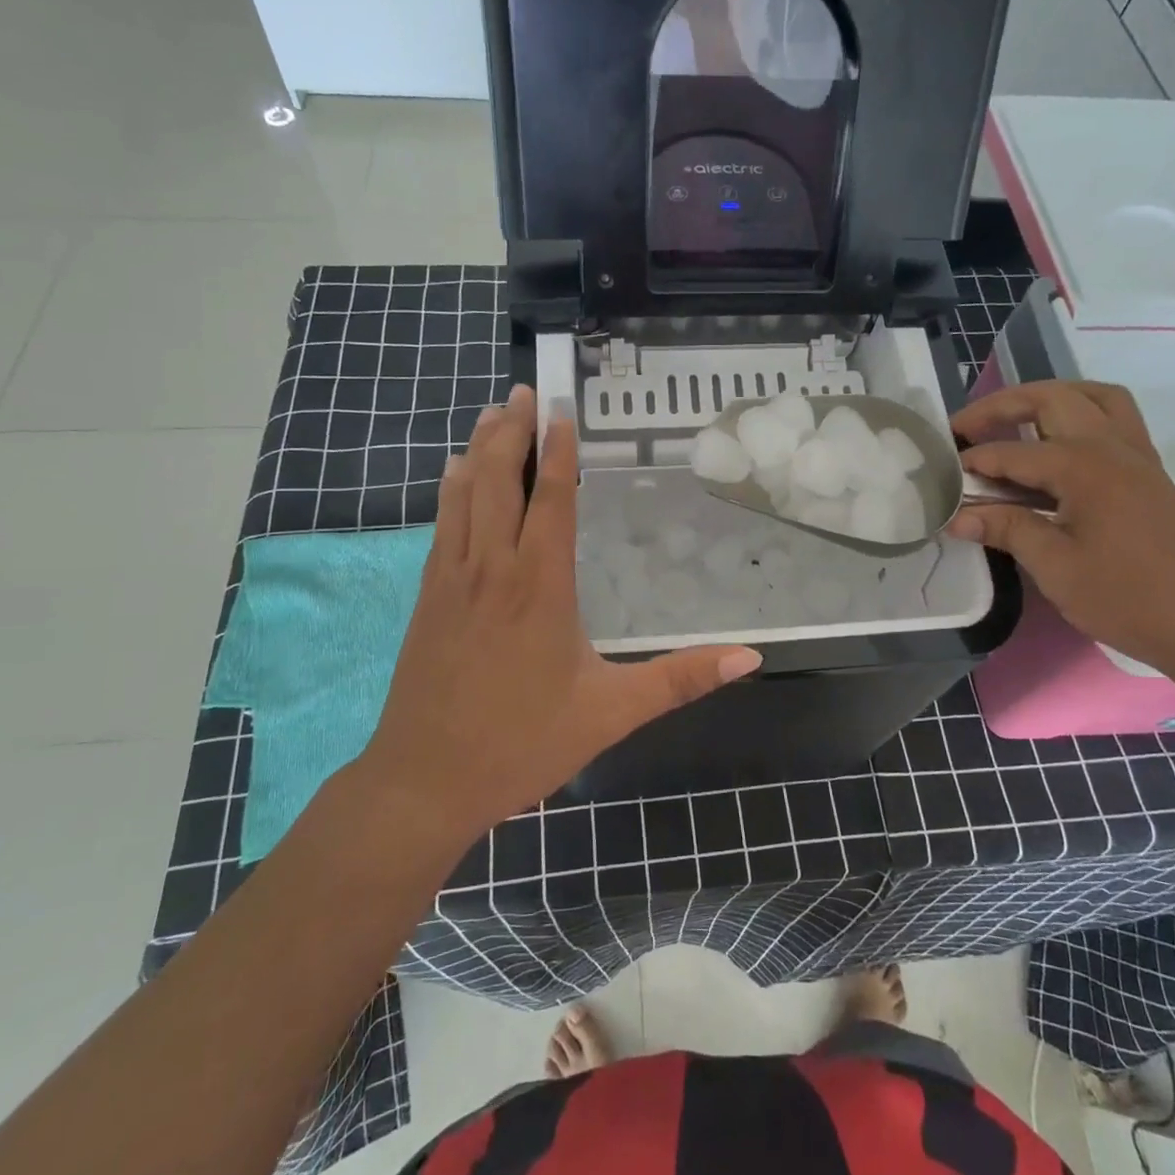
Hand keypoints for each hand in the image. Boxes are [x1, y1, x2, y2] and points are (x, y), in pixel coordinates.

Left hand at [357, 386, 761, 846]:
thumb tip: (750, 658)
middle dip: (513, 432)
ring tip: (492, 412)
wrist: (424, 781)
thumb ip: (681, 679)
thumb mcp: (611, 713)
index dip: (558, 452)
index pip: (552, 501)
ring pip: (465, 494)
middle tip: (522, 392)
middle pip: (500, 481)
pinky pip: (442, 524)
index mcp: (541, 587)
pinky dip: (451, 488)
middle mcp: (494, 568)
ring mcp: (452, 579)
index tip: (561, 411)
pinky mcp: (427, 596)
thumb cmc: (522, 744)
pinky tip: (453, 472)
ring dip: (480, 448)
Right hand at [947, 381, 1174, 681]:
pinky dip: (1078, 418)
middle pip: (1052, 399)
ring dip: (1048, 400)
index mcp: (1084, 466)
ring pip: (1093, 398)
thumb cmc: (1129, 599)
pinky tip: (1055, 454)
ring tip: (1013, 424)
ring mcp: (1138, 458)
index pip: (1012, 452)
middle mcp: (1112, 447)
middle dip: (1003, 405)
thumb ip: (1006, 529)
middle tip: (966, 428)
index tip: (940, 476)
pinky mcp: (1150, 476)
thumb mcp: (1056, 568)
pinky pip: (1113, 422)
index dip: (973, 463)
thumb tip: (957, 516)